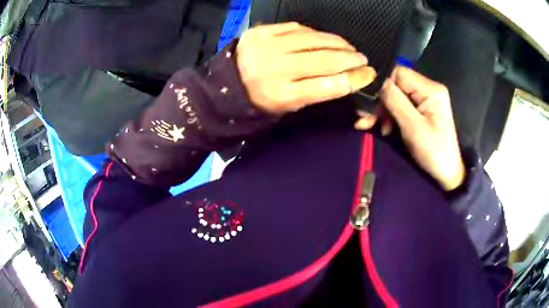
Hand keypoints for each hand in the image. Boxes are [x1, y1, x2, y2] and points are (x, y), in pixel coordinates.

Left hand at [236, 22, 376, 113]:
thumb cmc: (262, 100)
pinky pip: (296, 27)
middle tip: (362, 59)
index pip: (327, 85)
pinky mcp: (262, 31)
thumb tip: (347, 77)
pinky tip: (324, 37)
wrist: (227, 85)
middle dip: (350, 59)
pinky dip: (314, 32)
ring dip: (337, 42)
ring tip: (348, 47)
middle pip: (324, 60)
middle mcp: (277, 69)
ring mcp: (268, 46)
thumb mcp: (288, 106)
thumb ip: (316, 92)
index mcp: (283, 95)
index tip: (369, 74)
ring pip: (313, 39)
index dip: (353, 79)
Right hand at [357, 66, 464, 190]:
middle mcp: (428, 88)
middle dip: (379, 101)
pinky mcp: (422, 109)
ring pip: (395, 96)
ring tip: (369, 126)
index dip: (382, 84)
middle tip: (365, 119)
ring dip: (381, 111)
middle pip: (396, 85)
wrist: (447, 173)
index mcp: (430, 89)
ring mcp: (425, 99)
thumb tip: (374, 79)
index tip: (369, 104)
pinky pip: (400, 106)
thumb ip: (394, 100)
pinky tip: (383, 128)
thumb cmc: (433, 152)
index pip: (399, 73)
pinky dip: (389, 116)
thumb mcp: (413, 127)